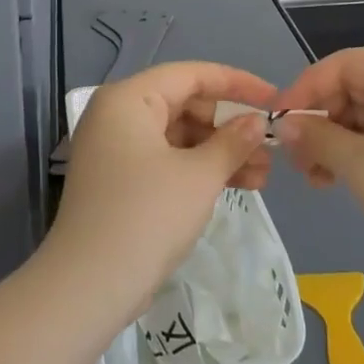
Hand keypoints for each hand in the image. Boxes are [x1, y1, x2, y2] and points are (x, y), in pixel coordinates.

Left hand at [49, 61, 276, 316]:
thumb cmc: (147, 217)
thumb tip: (258, 121)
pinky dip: (200, 169)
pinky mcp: (122, 181)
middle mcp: (118, 116)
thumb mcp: (199, 176)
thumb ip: (233, 142)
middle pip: (186, 104)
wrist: (88, 288)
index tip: (275, 98)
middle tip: (271, 144)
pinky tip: (239, 185)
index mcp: (129, 99)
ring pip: (180, 136)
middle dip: (231, 125)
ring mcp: (117, 150)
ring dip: (221, 151)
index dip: (237, 84)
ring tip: (264, 174)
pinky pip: (168, 160)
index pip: (192, 75)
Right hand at [271, 48, 363, 282]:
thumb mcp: (361, 165)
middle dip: (321, 120)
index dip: (307, 88)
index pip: (346, 64)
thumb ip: (318, 137)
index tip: (279, 120)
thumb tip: (287, 124)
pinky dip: (357, 154)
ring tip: (312, 177)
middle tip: (295, 157)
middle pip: (355, 89)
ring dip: (334, 142)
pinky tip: (335, 181)